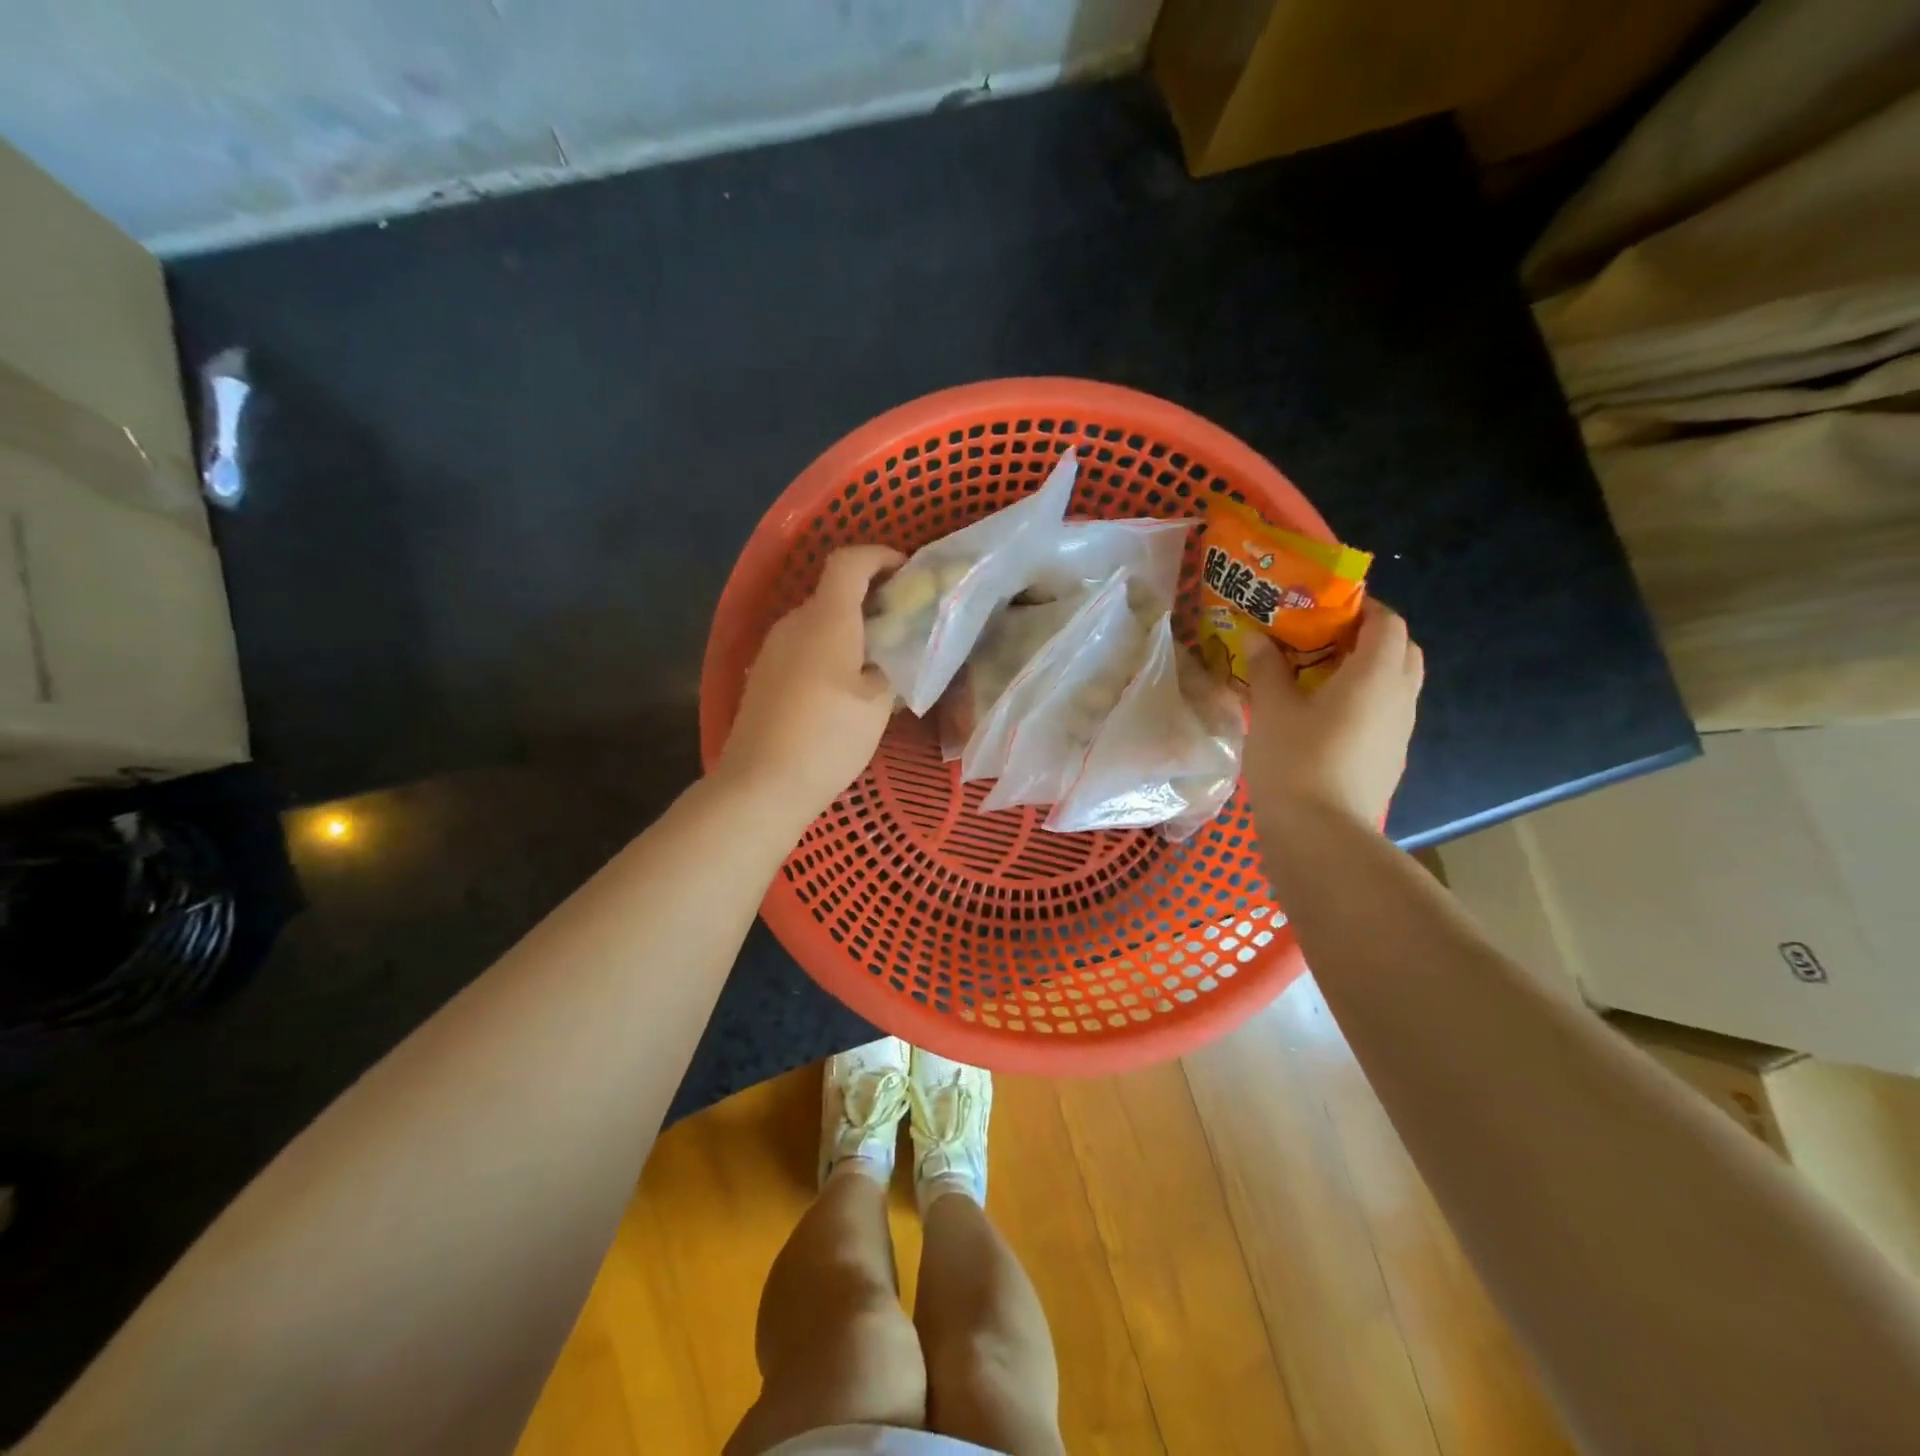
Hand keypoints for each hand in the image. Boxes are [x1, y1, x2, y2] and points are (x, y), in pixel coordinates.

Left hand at [717, 545, 904, 820]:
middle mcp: (794, 624)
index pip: (849, 562)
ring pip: (818, 624)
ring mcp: (773, 650)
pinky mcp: (764, 677)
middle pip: (834, 593)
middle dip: (871, 600)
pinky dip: (830, 652)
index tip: (906, 572)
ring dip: (850, 630)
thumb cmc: (827, 738)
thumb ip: (890, 667)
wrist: (761, 784)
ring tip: (880, 662)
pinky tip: (846, 688)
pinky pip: (803, 648)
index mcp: (826, 619)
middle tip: (903, 626)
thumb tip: (889, 656)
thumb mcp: (877, 704)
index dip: (879, 556)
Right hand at [1241, 598, 1423, 831]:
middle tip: (1324, 640)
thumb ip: (1267, 668)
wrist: (1320, 834)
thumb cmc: (1295, 761)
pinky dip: (1365, 702)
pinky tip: (1325, 718)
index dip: (1362, 607)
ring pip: (1396, 684)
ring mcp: (1400, 732)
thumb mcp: (1271, 709)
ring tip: (1319, 677)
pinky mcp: (1391, 759)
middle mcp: (1400, 697)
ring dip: (1367, 671)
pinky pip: (1386, 714)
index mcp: (1375, 675)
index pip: (1388, 622)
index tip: (1325, 607)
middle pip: (1401, 650)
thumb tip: (1257, 638)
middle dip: (1369, 637)